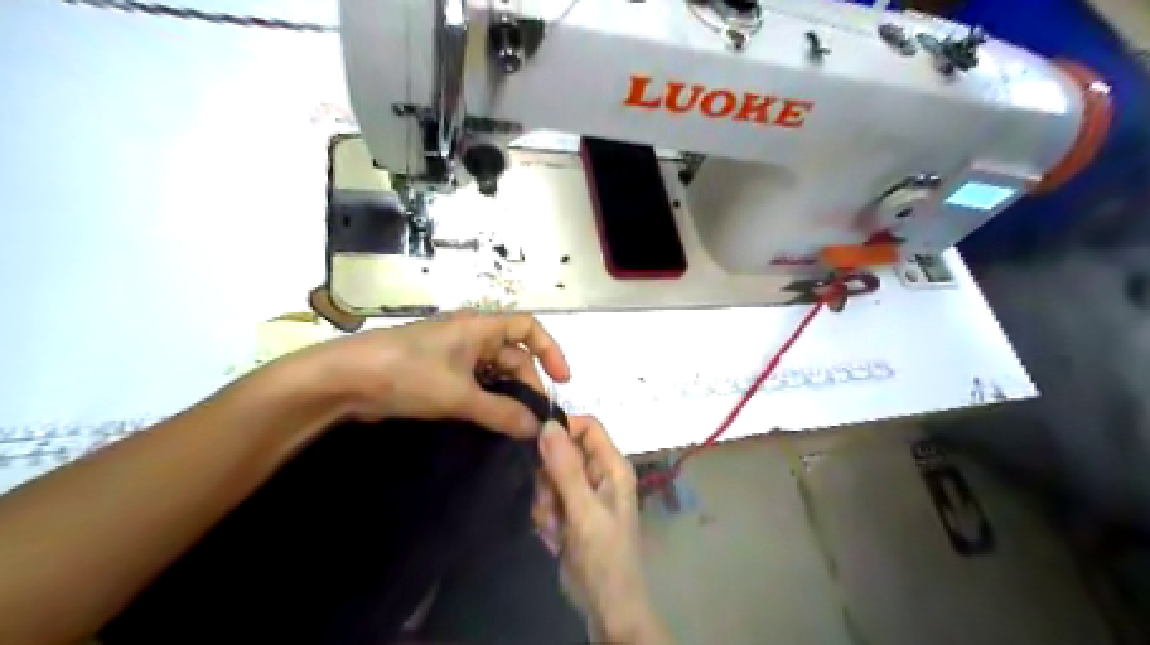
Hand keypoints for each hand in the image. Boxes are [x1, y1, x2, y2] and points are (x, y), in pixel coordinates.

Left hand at [292, 313, 567, 437]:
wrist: (343, 380)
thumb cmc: (407, 374)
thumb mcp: (459, 395)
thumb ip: (501, 411)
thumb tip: (536, 428)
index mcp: (479, 327)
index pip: (528, 327)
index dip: (550, 350)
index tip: (561, 382)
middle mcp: (470, 336)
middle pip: (512, 354)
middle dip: (527, 382)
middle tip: (534, 417)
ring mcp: (451, 354)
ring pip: (492, 372)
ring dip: (506, 394)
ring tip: (516, 424)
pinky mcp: (436, 372)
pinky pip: (473, 383)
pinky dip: (485, 400)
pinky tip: (490, 422)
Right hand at [535, 416, 669, 642]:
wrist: (607, 605)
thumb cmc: (604, 555)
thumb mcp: (583, 510)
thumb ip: (565, 467)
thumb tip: (548, 423)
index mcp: (612, 465)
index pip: (586, 426)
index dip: (562, 430)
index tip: (536, 446)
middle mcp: (599, 473)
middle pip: (562, 451)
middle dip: (549, 478)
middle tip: (552, 504)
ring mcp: (584, 493)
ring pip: (550, 477)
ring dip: (545, 502)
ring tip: (555, 527)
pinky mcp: (571, 511)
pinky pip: (548, 499)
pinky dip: (546, 517)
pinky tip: (554, 537)